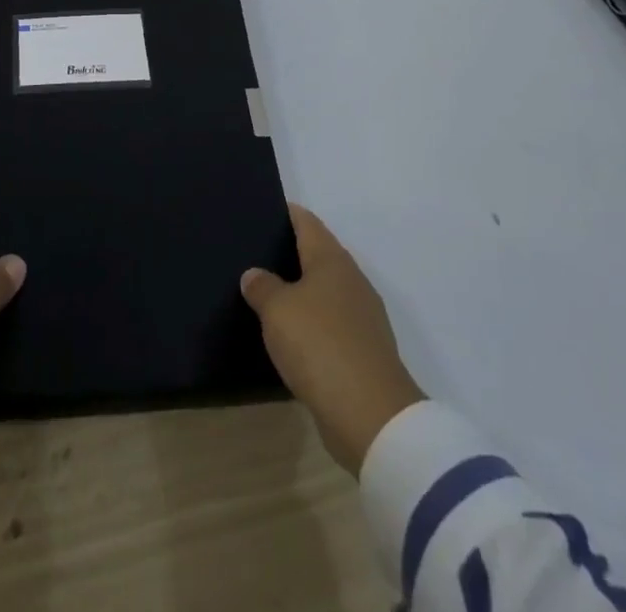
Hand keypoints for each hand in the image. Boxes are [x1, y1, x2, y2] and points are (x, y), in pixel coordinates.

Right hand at [241, 204, 424, 472]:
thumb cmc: (320, 346)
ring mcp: (362, 318)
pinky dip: (311, 323)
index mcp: (332, 260)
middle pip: (319, 255)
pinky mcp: (363, 352)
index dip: (286, 213)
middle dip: (291, 252)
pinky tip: (290, 334)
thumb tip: (254, 274)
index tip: (262, 209)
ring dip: (301, 291)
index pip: (307, 222)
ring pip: (325, 291)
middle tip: (255, 252)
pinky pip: (331, 324)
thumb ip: (262, 286)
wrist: (371, 417)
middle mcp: (351, 281)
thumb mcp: (277, 311)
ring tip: (267, 292)